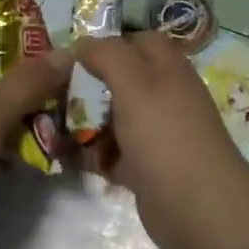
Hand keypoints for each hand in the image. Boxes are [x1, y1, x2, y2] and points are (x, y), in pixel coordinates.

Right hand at [74, 32, 248, 248]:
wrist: (197, 207)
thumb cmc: (166, 136)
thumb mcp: (135, 84)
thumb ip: (108, 55)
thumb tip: (82, 42)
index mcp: (168, 69)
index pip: (138, 41)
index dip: (107, 44)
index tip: (71, 56)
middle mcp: (164, 97)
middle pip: (121, 81)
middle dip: (89, 85)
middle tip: (53, 92)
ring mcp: (156, 134)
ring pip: (114, 118)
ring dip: (86, 122)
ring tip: (51, 125)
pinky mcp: (146, 168)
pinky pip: (113, 153)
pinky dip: (93, 154)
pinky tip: (68, 157)